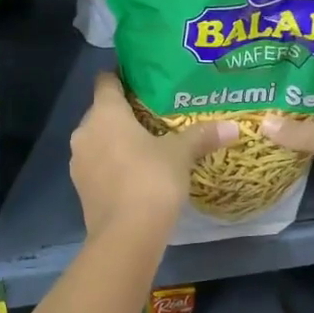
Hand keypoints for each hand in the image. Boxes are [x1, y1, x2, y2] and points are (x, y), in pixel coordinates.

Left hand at [70, 72, 236, 236]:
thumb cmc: (151, 180)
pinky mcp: (81, 187)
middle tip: (153, 114)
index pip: (106, 81)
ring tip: (147, 144)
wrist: (126, 236)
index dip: (121, 76)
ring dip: (116, 141)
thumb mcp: (180, 155)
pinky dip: (112, 163)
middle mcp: (85, 132)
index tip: (140, 78)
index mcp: (105, 113)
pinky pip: (98, 164)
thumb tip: (234, 127)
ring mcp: (79, 161)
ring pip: (98, 140)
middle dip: (124, 113)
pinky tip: (135, 172)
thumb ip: (202, 136)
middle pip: (102, 112)